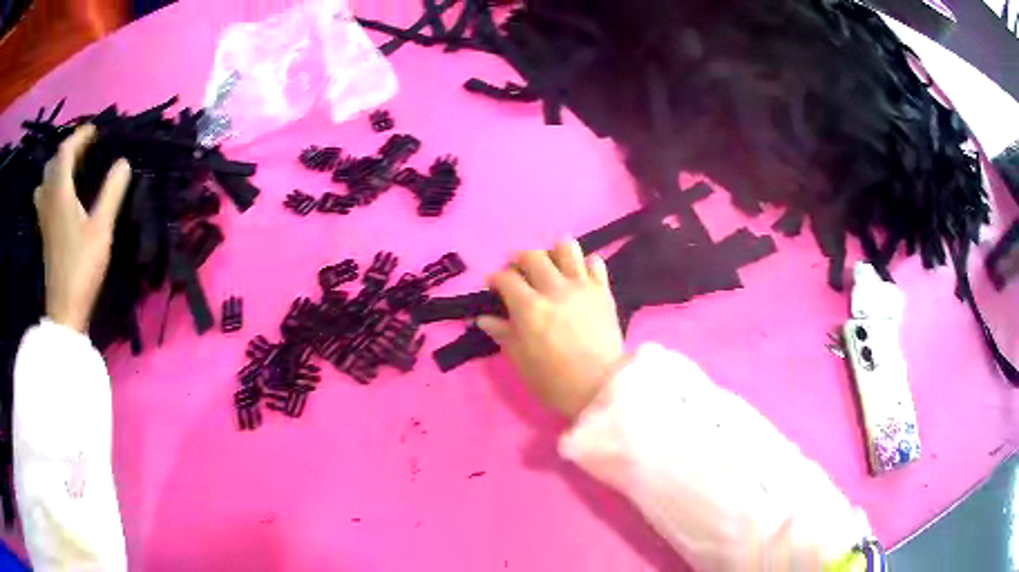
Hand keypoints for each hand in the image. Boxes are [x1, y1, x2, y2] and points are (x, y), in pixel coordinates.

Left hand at [35, 124, 131, 332]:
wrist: (64, 310)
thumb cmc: (82, 268)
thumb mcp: (101, 229)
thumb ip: (112, 192)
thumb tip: (123, 162)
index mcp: (60, 193)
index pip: (66, 151)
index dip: (80, 135)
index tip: (97, 131)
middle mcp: (48, 200)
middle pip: (53, 163)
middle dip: (69, 148)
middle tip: (86, 148)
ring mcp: (44, 218)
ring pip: (45, 180)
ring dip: (58, 167)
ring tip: (72, 168)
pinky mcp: (44, 233)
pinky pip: (44, 196)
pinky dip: (53, 185)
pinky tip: (62, 195)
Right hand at [478, 239, 625, 418]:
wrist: (600, 388)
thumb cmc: (554, 381)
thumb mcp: (520, 360)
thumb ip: (502, 333)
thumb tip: (483, 318)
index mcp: (529, 308)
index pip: (505, 278)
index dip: (495, 279)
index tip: (493, 287)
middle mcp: (554, 289)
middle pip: (532, 256)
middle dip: (519, 261)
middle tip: (519, 274)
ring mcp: (582, 287)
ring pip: (566, 248)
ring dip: (554, 252)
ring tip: (551, 266)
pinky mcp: (603, 291)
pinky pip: (595, 263)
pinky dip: (584, 264)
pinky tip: (579, 277)